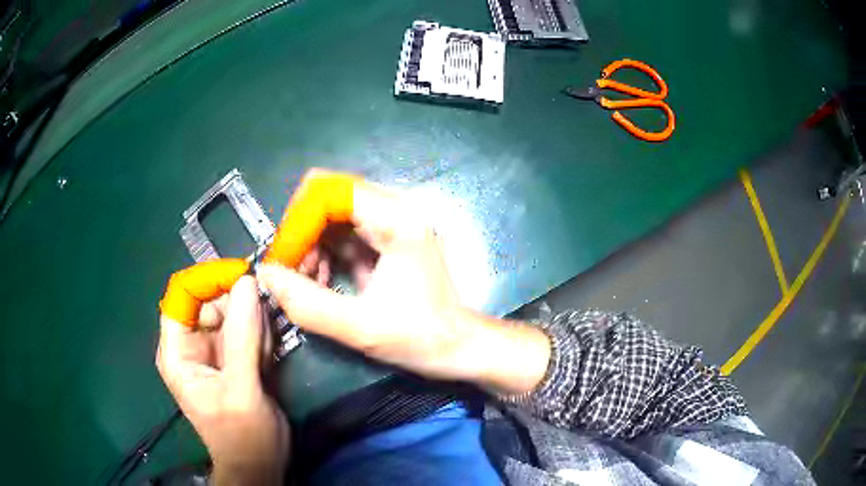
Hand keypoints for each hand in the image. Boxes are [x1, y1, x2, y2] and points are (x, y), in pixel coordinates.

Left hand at [157, 276, 288, 484]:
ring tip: (263, 356)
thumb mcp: (241, 390)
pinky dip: (260, 334)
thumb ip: (243, 338)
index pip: (183, 294)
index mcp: (177, 351)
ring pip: (232, 311)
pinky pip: (246, 327)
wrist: (260, 464)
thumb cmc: (243, 437)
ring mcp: (213, 348)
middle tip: (263, 327)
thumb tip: (248, 282)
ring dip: (254, 324)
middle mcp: (190, 343)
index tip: (244, 277)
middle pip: (210, 299)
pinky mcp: (232, 354)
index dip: (209, 279)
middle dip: (239, 307)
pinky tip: (266, 358)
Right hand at [257, 177, 550, 394]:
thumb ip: (307, 303)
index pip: (331, 191)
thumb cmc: (420, 337)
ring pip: (333, 216)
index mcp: (398, 219)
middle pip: (329, 198)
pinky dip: (324, 254)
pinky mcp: (387, 239)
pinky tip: (320, 283)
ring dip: (311, 246)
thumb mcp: (360, 327)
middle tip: (290, 273)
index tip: (282, 258)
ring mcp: (392, 223)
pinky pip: (343, 234)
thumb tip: (265, 274)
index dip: (298, 220)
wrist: (458, 348)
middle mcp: (396, 210)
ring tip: (306, 284)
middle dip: (301, 233)